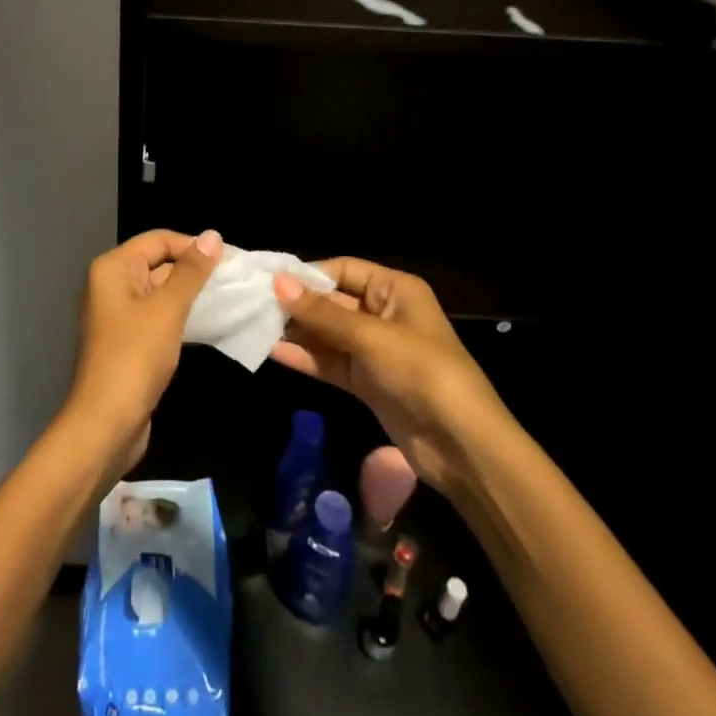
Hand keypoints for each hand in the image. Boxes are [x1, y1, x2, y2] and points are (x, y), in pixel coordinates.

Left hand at [66, 228, 221, 471]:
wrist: (107, 423)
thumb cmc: (136, 357)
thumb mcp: (168, 309)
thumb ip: (191, 271)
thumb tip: (212, 236)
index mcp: (113, 268)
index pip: (159, 240)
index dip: (193, 245)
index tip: (230, 259)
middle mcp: (111, 284)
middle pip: (158, 263)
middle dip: (194, 270)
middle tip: (234, 279)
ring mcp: (118, 314)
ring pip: (160, 291)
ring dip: (190, 294)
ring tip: (228, 298)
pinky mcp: (128, 340)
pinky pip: (158, 315)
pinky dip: (181, 315)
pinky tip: (208, 322)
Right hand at [270, 258, 511, 498]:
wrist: (462, 446)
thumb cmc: (421, 372)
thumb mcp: (370, 337)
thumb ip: (322, 313)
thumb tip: (278, 283)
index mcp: (395, 290)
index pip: (343, 269)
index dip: (307, 274)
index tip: (268, 280)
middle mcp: (383, 314)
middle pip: (333, 301)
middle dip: (298, 304)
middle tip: (253, 303)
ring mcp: (375, 350)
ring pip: (328, 334)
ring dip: (297, 331)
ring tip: (255, 326)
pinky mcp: (367, 382)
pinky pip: (331, 362)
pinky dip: (307, 358)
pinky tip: (274, 352)